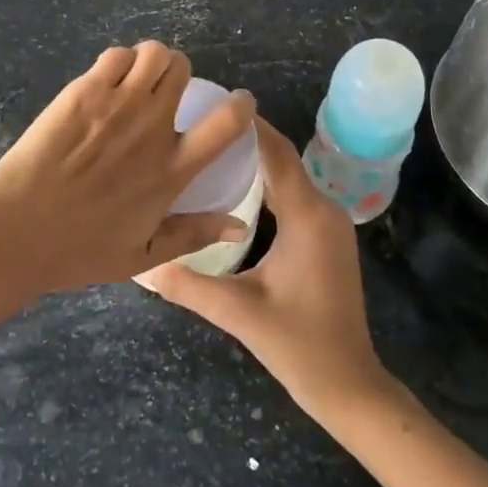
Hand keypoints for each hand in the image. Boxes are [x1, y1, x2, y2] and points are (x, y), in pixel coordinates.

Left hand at [0, 42, 255, 293]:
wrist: (15, 231)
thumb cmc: (77, 250)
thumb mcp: (142, 256)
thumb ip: (192, 234)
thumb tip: (240, 224)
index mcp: (171, 170)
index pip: (225, 125)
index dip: (240, 106)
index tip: (240, 102)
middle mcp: (152, 128)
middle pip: (182, 70)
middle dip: (178, 73)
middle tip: (162, 89)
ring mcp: (118, 104)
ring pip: (153, 53)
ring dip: (150, 61)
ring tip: (136, 79)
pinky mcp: (84, 91)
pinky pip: (115, 55)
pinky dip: (118, 62)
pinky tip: (105, 82)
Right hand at [138, 117, 391, 417]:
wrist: (348, 384)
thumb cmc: (298, 345)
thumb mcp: (238, 312)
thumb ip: (187, 284)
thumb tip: (139, 265)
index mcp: (307, 215)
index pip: (276, 153)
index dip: (247, 126)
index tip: (212, 102)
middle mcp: (323, 208)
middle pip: (282, 158)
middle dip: (244, 138)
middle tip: (199, 125)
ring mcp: (329, 222)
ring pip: (289, 176)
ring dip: (255, 160)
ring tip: (210, 149)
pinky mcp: (326, 236)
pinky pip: (294, 195)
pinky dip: (267, 182)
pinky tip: (235, 188)